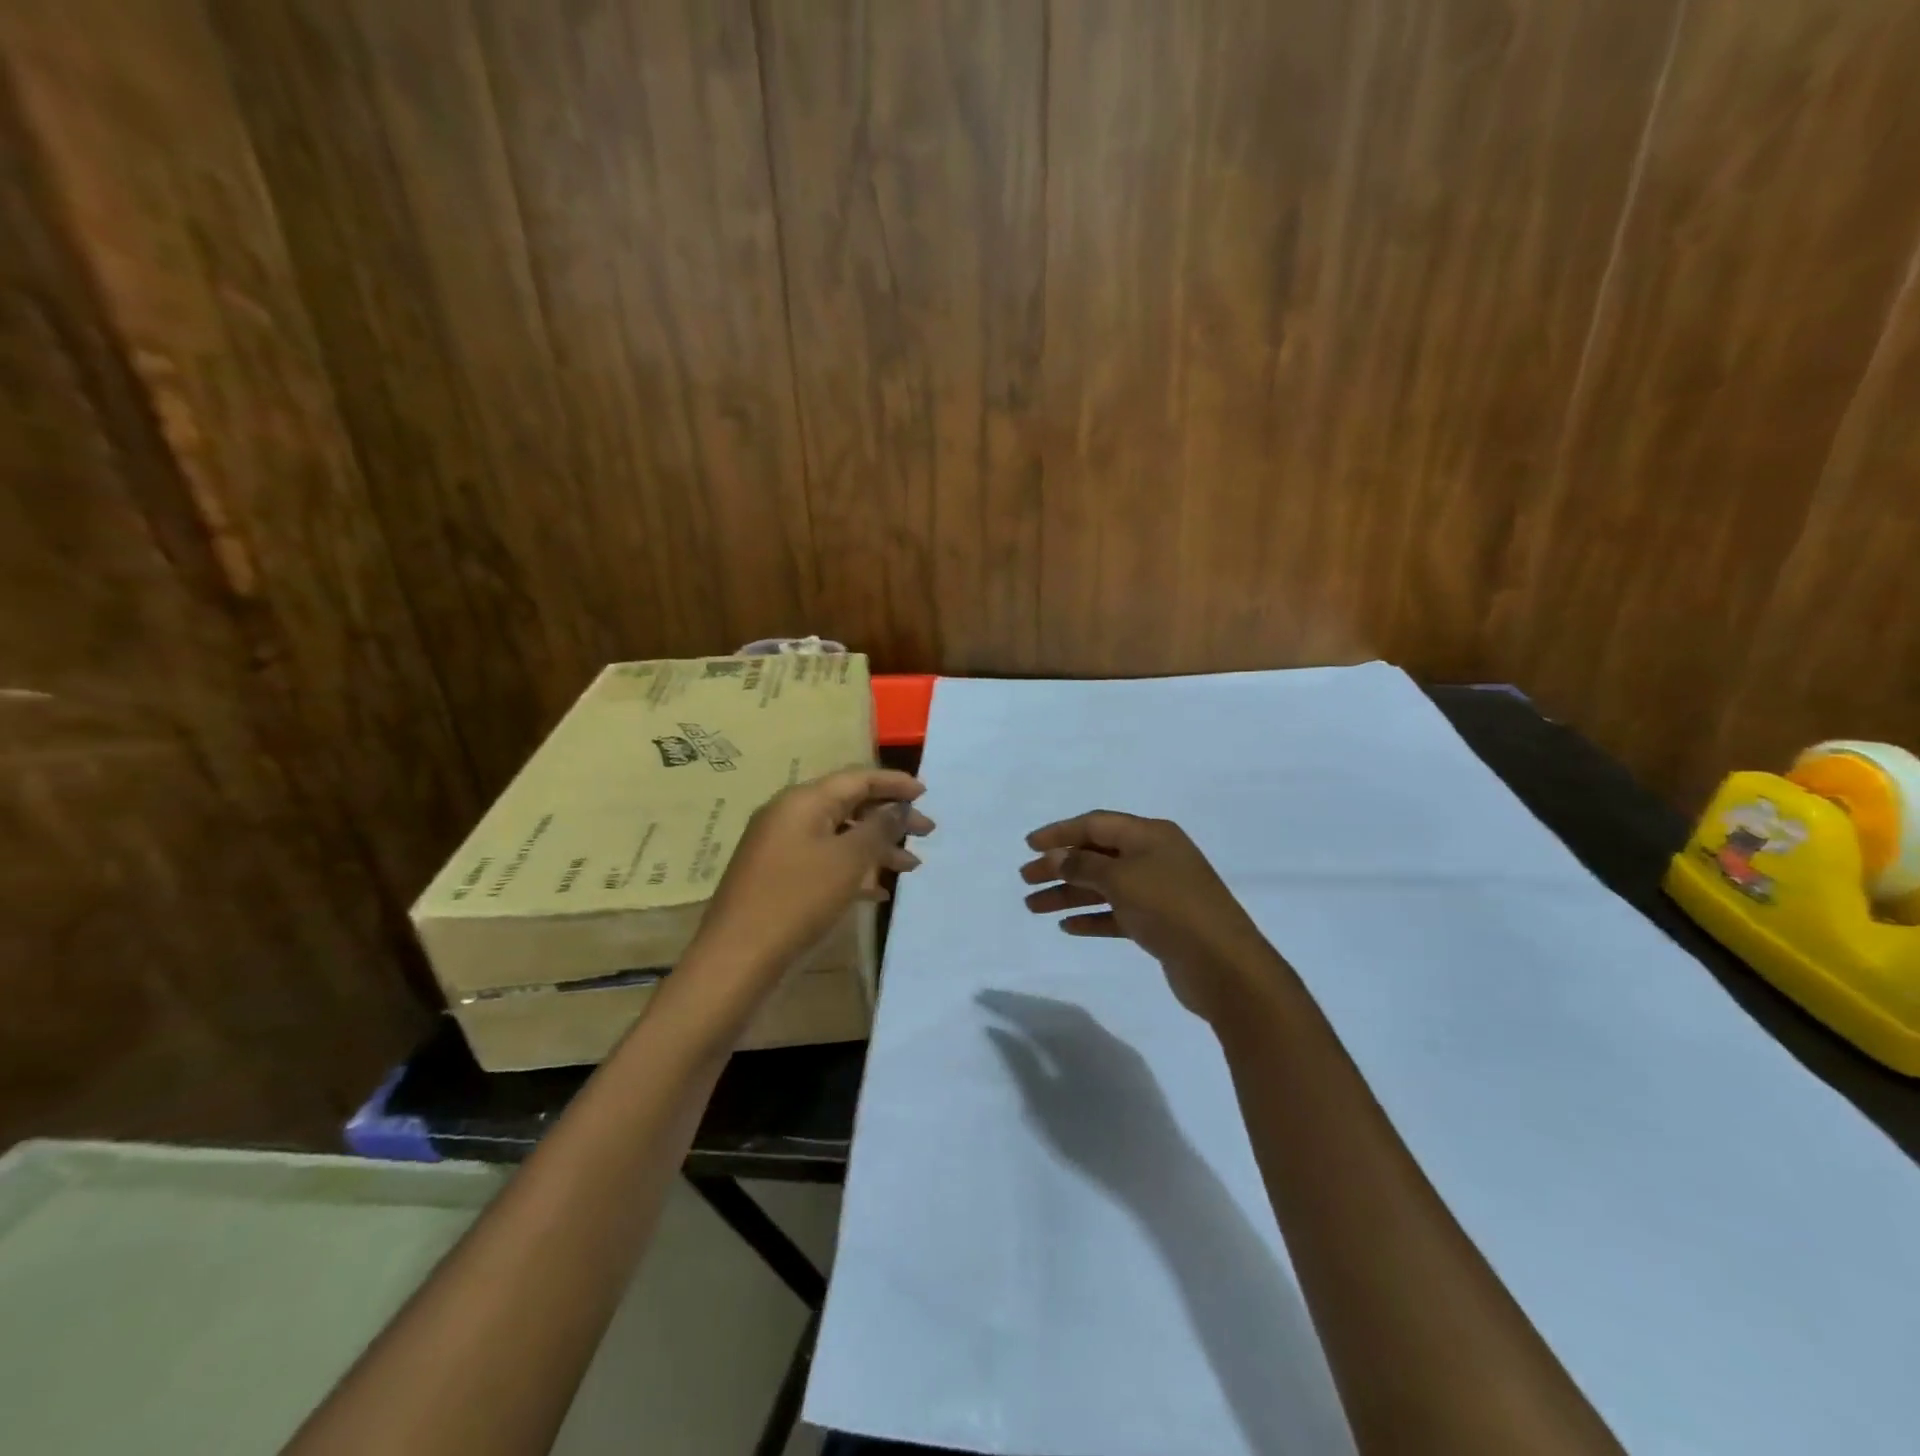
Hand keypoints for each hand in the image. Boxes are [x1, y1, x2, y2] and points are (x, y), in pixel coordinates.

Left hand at [688, 767, 932, 999]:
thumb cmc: (798, 899)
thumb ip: (879, 828)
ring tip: (911, 866)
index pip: (857, 779)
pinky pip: (825, 861)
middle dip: (889, 817)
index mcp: (803, 801)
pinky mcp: (779, 877)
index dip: (894, 783)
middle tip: (927, 832)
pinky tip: (879, 892)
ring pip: (839, 836)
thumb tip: (899, 807)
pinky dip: (853, 870)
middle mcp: (790, 816)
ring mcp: (781, 847)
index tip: (926, 793)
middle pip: (849, 805)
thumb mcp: (847, 861)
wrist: (738, 957)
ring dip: (876, 848)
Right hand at [980, 990, 1184, 1198]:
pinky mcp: (1132, 1064)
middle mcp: (1101, 1034)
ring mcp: (1120, 1047)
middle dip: (1027, 1004)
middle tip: (997, 1002)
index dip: (1007, 1003)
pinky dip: (1068, 1029)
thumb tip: (996, 1030)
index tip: (981, 996)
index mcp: (1078, 1040)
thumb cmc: (1095, 1145)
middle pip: (1058, 1009)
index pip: (1036, 1012)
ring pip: (1078, 1020)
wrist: (1160, 1173)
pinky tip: (1058, 1041)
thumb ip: (1020, 1065)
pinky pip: (1092, 1033)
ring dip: (1048, 1015)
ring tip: (1022, 1018)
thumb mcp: (1046, 1108)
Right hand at [1020, 811, 1279, 1022]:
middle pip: (1097, 854)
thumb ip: (1084, 864)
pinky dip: (1092, 917)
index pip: (1096, 824)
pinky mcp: (1159, 924)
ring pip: (1103, 886)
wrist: (1223, 965)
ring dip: (1069, 893)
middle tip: (1026, 878)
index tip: (1029, 845)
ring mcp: (1158, 891)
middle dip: (1060, 865)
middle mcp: (1154, 857)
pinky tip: (1067, 926)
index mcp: (1150, 835)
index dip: (1060, 832)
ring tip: (1033, 906)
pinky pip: (1117, 914)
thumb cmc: (1170, 907)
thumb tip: (1057, 856)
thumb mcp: (1121, 878)